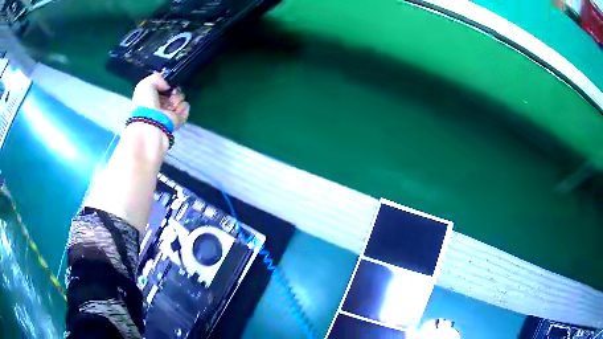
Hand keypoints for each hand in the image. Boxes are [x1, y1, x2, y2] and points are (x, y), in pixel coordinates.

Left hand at [132, 73, 189, 129]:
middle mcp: (160, 105)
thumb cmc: (145, 103)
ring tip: (171, 104)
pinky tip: (175, 110)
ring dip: (177, 98)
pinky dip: (182, 107)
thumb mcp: (145, 84)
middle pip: (173, 91)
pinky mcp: (178, 119)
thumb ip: (156, 78)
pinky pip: (185, 107)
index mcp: (150, 97)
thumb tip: (167, 85)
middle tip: (171, 93)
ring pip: (180, 98)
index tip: (166, 84)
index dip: (166, 83)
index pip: (163, 87)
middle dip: (173, 90)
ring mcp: (169, 112)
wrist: (152, 122)